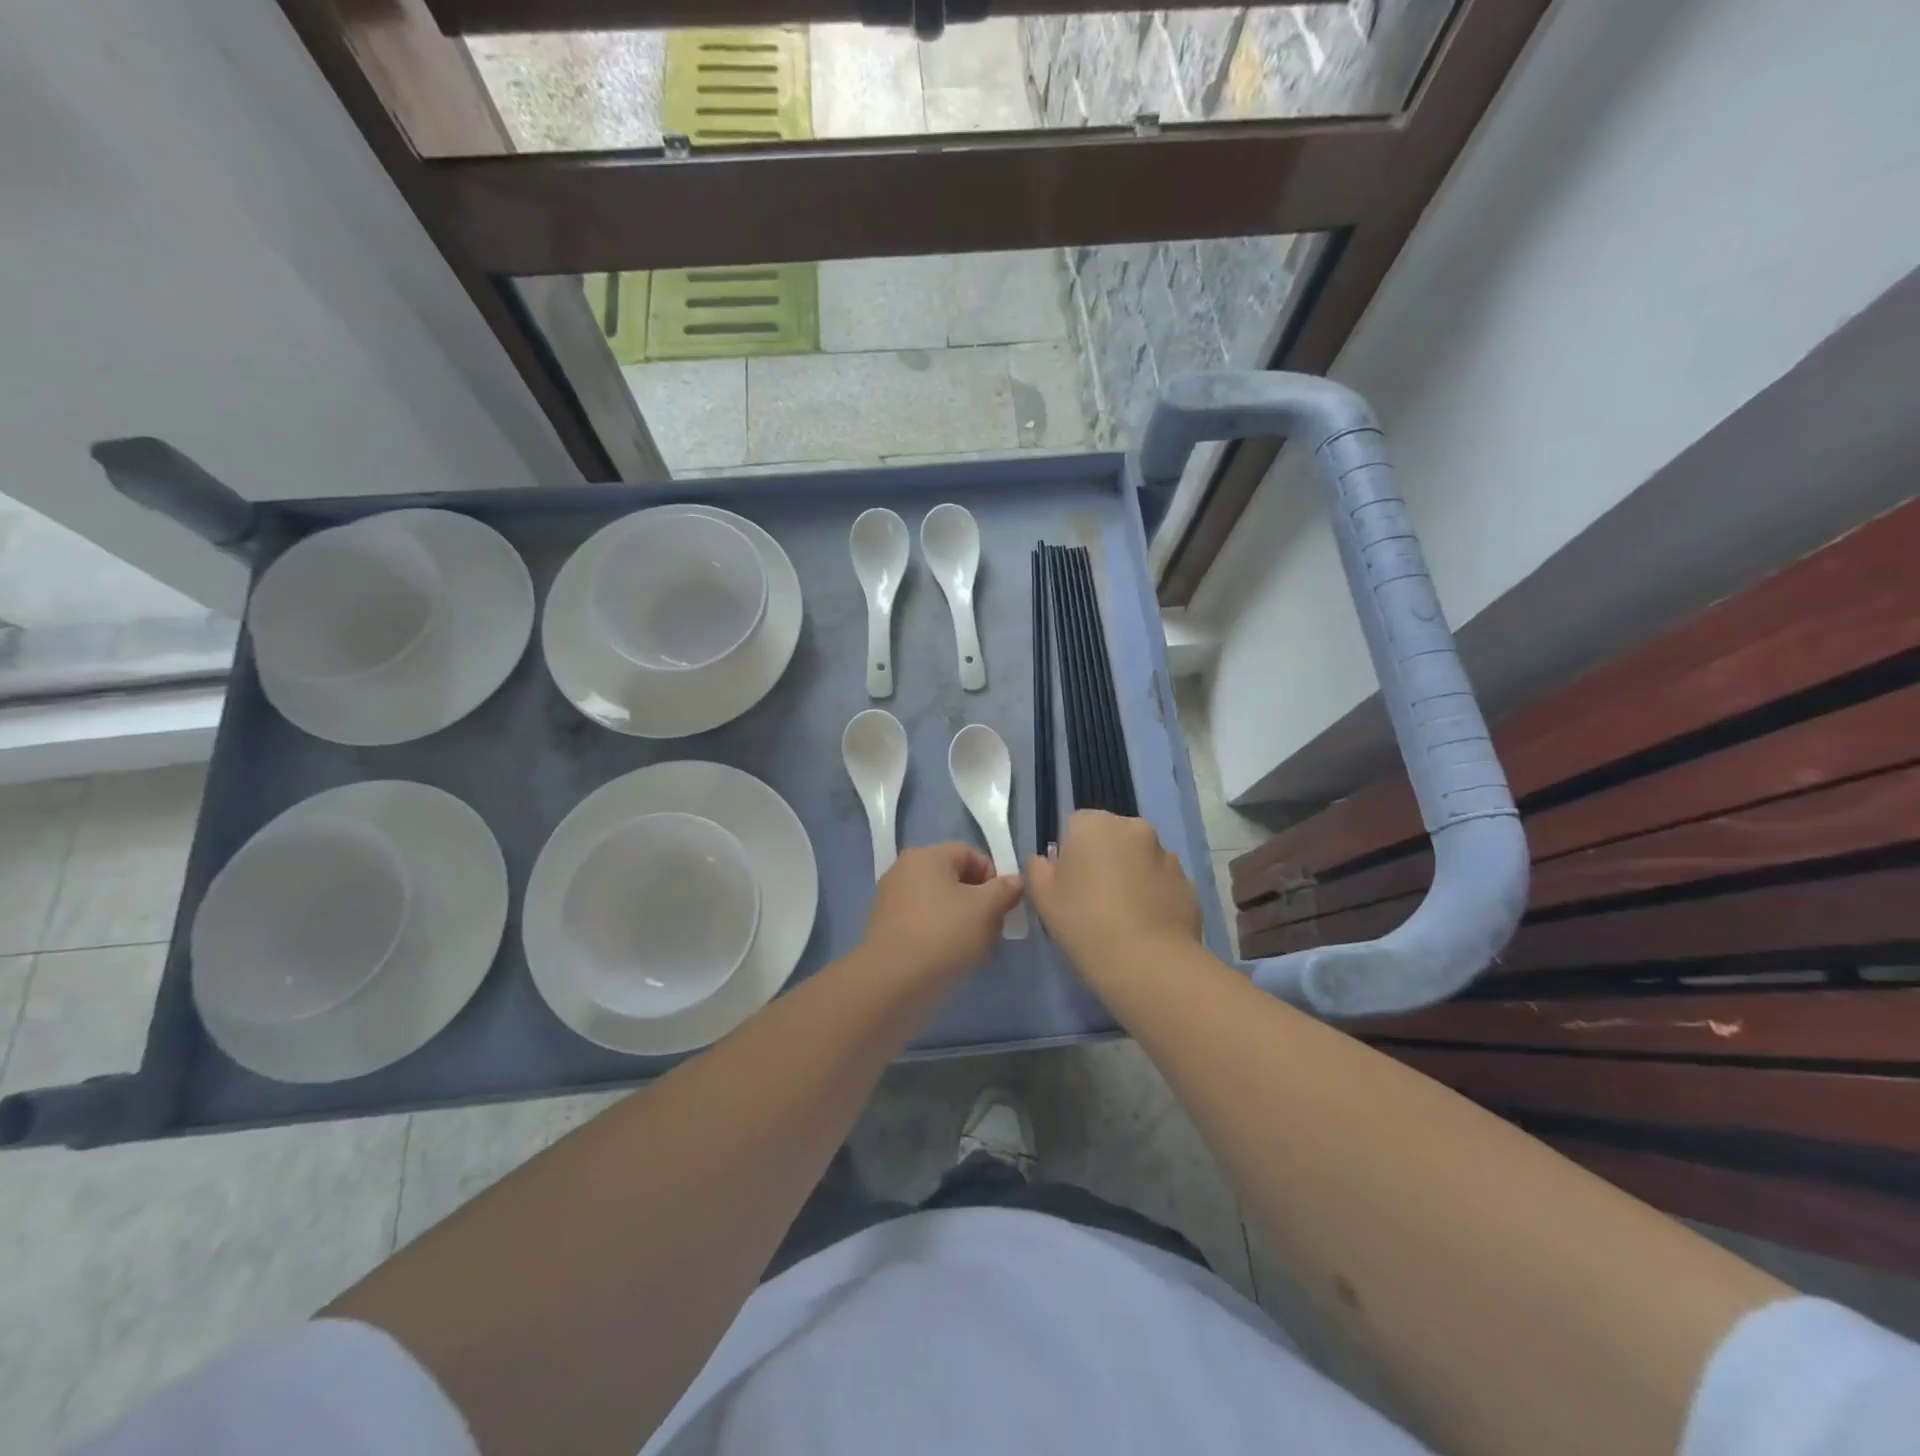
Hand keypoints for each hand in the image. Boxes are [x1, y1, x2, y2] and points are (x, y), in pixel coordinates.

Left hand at [862, 843, 1023, 981]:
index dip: (993, 877)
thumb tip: (1015, 881)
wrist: (891, 985)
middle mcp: (904, 871)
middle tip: (992, 930)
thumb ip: (1005, 890)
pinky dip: (941, 936)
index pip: (970, 854)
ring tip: (974, 949)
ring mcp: (891, 901)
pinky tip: (950, 960)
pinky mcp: (886, 930)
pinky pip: (923, 924)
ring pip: (940, 904)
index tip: (1003, 906)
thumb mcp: (986, 910)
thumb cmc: (943, 936)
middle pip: (954, 879)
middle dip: (980, 903)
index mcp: (925, 856)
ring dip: (963, 922)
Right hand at [1026, 811, 1200, 973]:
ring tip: (1122, 918)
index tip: (1067, 886)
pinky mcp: (1189, 883)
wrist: (1148, 963)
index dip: (1069, 855)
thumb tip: (1047, 862)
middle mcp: (1134, 828)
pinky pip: (1161, 884)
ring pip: (1139, 859)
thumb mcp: (1042, 897)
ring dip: (1130, 876)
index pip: (1075, 826)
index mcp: (1094, 824)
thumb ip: (1038, 869)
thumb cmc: (1084, 922)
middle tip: (1092, 901)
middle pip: (1110, 838)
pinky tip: (1145, 928)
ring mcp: (1167, 855)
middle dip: (1102, 860)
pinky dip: (1153, 897)